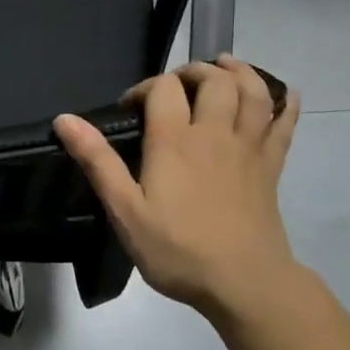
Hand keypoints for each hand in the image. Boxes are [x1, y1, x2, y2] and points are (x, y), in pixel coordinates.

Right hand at [54, 57, 302, 318]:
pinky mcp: (271, 167)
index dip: (145, 88)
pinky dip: (285, 103)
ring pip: (253, 92)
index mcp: (174, 140)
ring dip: (240, 72)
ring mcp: (248, 148)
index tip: (131, 108)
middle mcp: (214, 133)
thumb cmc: (178, 249)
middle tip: (177, 85)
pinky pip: (284, 124)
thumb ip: (97, 161)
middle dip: (194, 71)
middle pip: (214, 79)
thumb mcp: (125, 210)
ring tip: (225, 66)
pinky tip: (284, 94)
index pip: (163, 88)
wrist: (245, 283)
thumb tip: (64, 119)